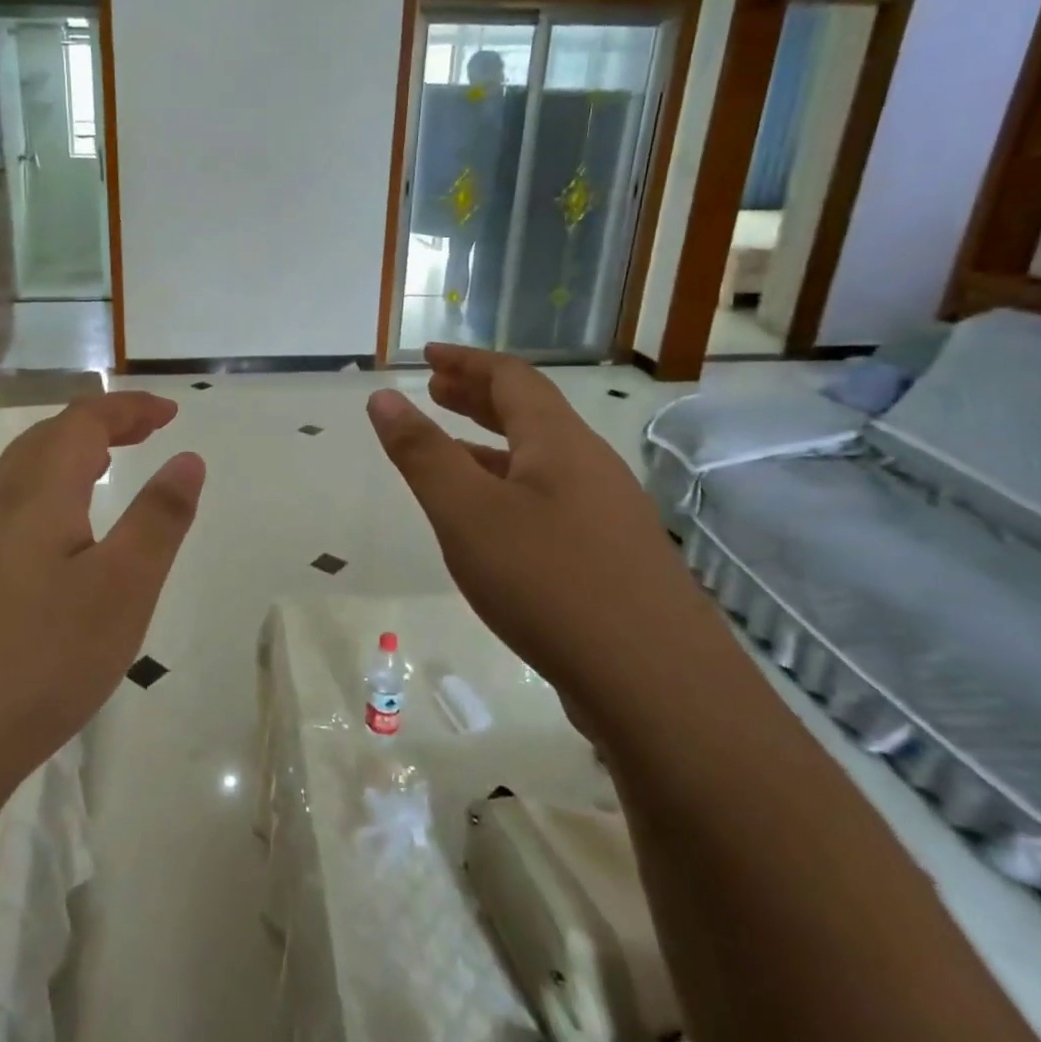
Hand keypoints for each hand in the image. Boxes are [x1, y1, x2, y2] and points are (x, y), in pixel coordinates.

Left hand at [0, 392, 204, 803]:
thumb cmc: (40, 657)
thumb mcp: (123, 588)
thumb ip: (159, 519)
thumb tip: (187, 458)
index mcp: (37, 492)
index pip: (84, 421)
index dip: (129, 408)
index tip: (171, 412)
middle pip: (47, 439)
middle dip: (100, 425)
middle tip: (144, 432)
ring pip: (22, 476)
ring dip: (69, 457)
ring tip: (105, 469)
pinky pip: (9, 511)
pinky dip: (48, 495)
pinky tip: (58, 538)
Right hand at [366, 344, 697, 727]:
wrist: (655, 684)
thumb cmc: (548, 582)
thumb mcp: (467, 513)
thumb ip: (422, 453)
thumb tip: (384, 398)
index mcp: (559, 443)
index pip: (512, 378)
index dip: (467, 362)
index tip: (427, 357)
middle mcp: (590, 467)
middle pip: (531, 413)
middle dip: (479, 396)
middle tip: (436, 391)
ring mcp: (607, 514)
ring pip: (541, 461)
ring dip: (493, 444)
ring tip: (452, 450)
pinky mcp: (611, 558)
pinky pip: (550, 500)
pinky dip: (511, 489)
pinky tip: (492, 523)